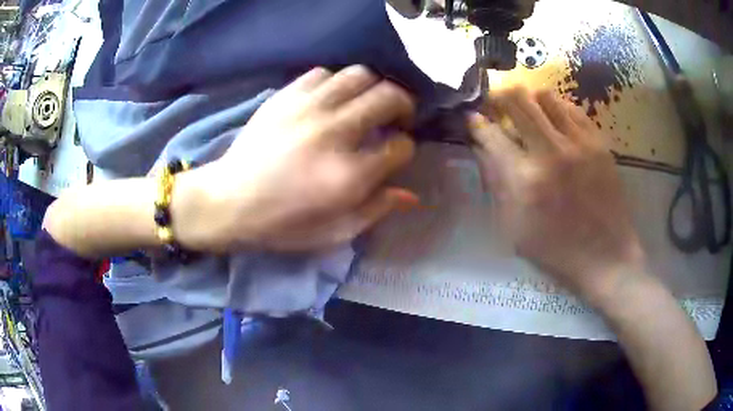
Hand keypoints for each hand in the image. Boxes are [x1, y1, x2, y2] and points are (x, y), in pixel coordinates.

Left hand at [175, 66, 417, 251]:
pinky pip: (323, 73)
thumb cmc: (281, 224)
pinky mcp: (286, 97)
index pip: (400, 146)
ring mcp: (308, 109)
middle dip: (404, 105)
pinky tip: (332, 98)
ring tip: (367, 101)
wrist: (228, 202)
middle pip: (389, 97)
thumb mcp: (333, 232)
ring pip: (360, 75)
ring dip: (373, 87)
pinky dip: (336, 82)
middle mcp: (334, 133)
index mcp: (349, 175)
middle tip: (397, 116)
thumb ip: (376, 210)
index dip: (405, 148)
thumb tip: (411, 196)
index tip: (396, 151)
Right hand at [469, 87, 644, 300]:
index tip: (473, 118)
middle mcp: (551, 151)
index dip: (476, 121)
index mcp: (525, 179)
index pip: (491, 132)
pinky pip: (571, 109)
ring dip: (529, 101)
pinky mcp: (599, 142)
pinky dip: (557, 110)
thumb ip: (495, 183)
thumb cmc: (556, 250)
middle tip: (497, 106)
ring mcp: (579, 143)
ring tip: (529, 116)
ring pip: (544, 96)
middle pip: (516, 99)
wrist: (606, 256)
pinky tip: (555, 125)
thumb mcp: (513, 228)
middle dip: (499, 97)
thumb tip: (482, 146)